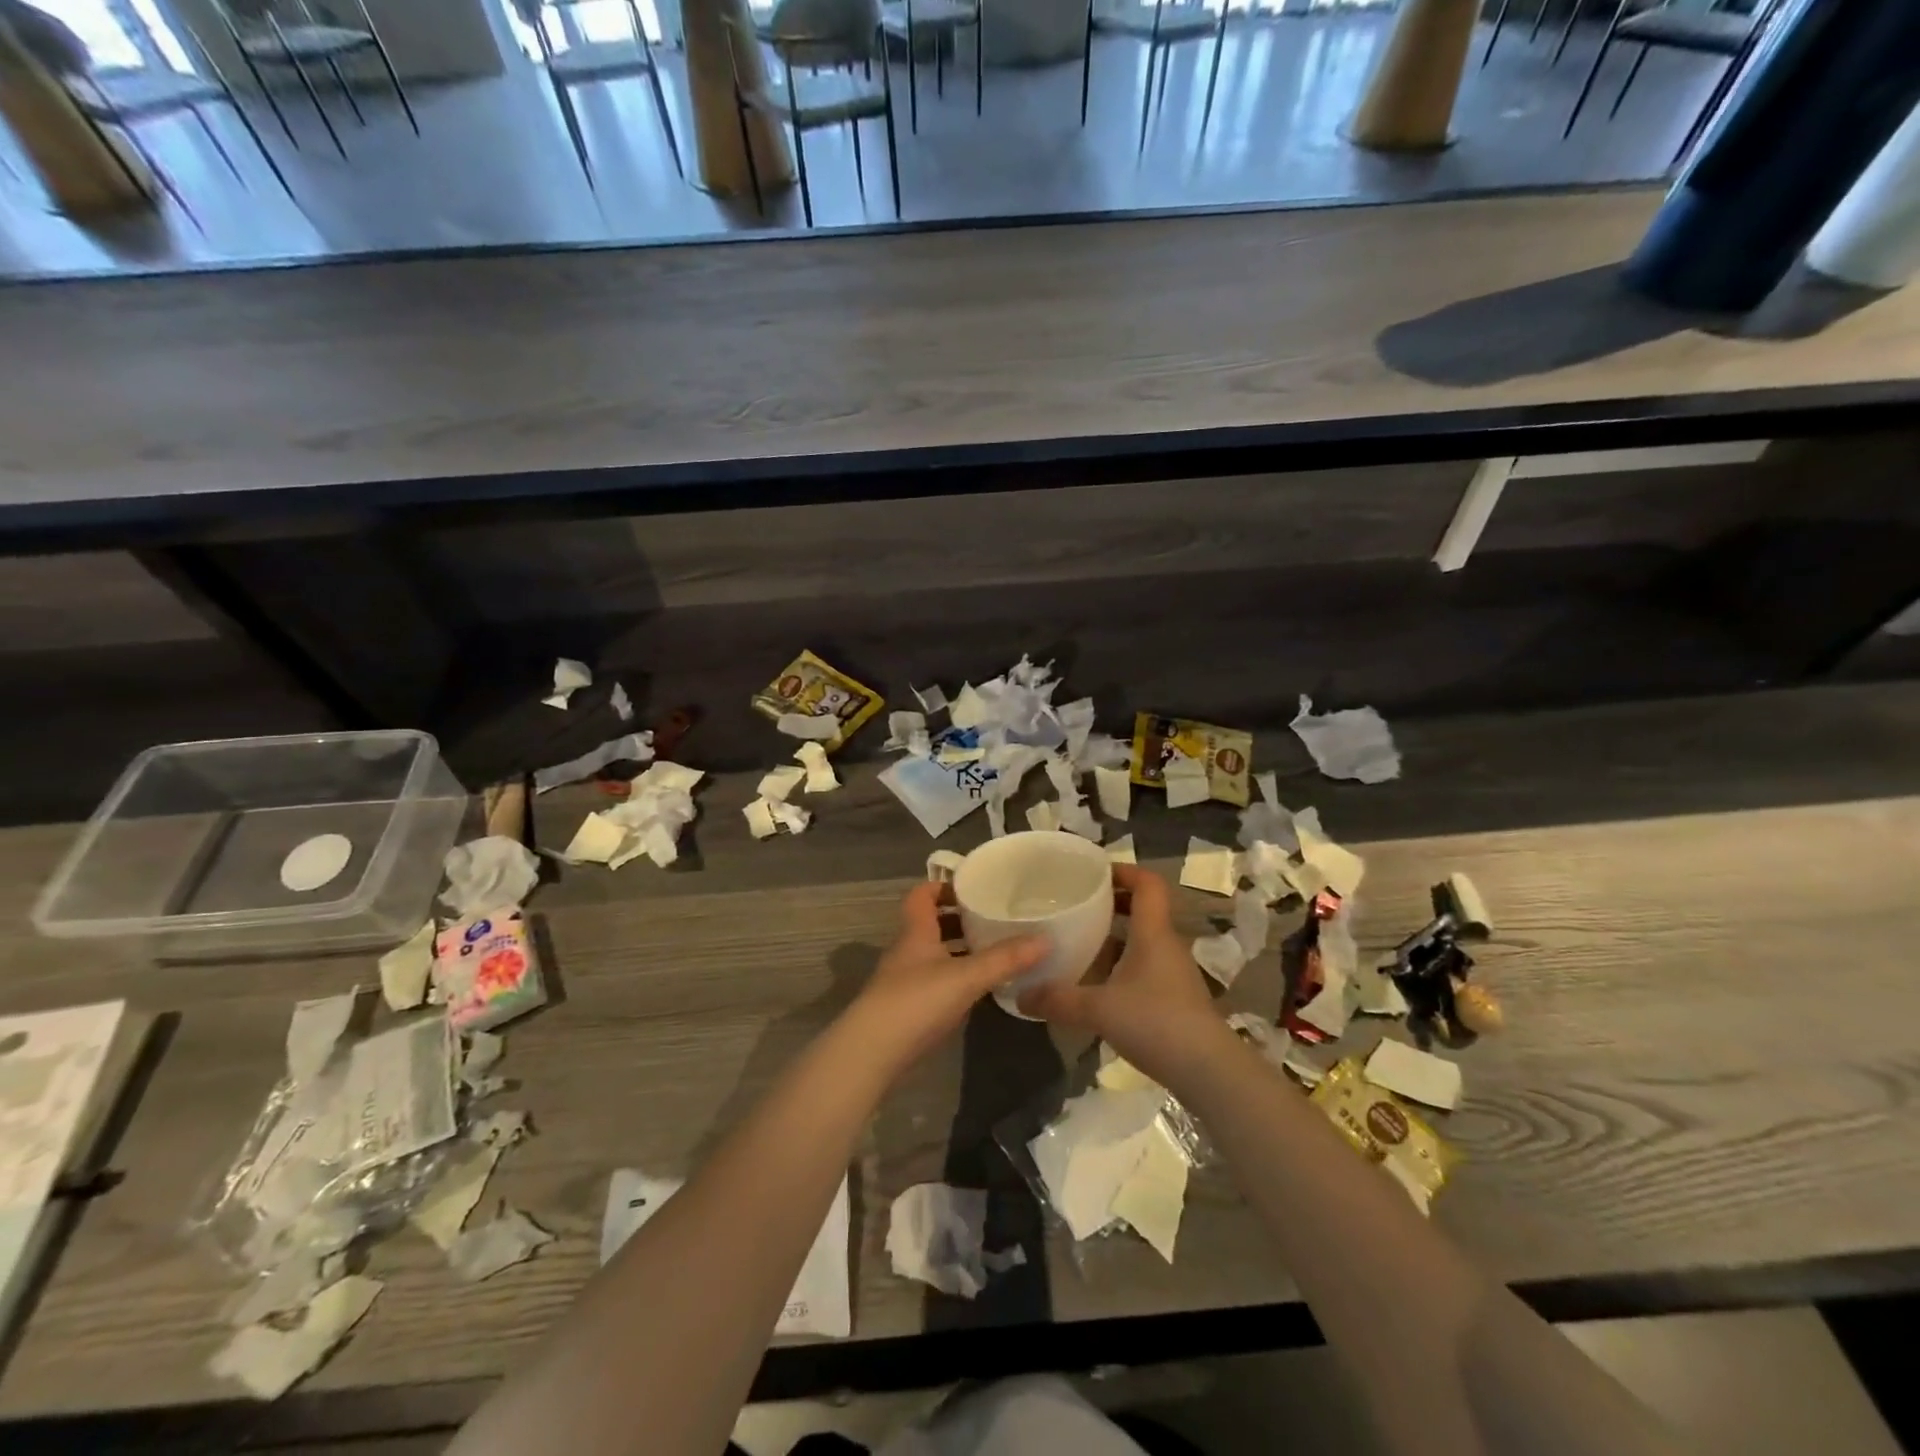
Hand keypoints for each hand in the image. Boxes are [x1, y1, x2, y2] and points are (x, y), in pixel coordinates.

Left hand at [843, 881, 1046, 1082]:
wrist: (873, 1053)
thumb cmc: (916, 1001)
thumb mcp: (966, 977)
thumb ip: (1005, 959)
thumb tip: (1046, 939)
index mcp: (916, 931)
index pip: (922, 894)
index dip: (943, 886)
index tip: (973, 887)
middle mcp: (908, 949)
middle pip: (931, 923)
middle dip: (959, 918)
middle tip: (993, 918)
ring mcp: (905, 980)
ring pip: (934, 953)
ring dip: (959, 949)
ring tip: (994, 950)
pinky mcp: (908, 1007)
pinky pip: (936, 980)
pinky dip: (956, 977)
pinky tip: (979, 988)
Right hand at [1019, 865, 1227, 1085]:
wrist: (1208, 1071)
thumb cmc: (1155, 1022)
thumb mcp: (1098, 1009)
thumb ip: (1058, 1000)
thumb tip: (1020, 996)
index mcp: (1153, 933)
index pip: (1148, 884)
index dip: (1124, 871)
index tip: (1095, 873)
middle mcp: (1166, 945)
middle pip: (1144, 909)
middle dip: (1113, 903)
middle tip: (1079, 906)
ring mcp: (1174, 973)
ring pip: (1143, 941)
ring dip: (1116, 937)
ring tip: (1081, 943)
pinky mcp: (1175, 998)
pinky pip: (1145, 967)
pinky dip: (1122, 966)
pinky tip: (1099, 985)